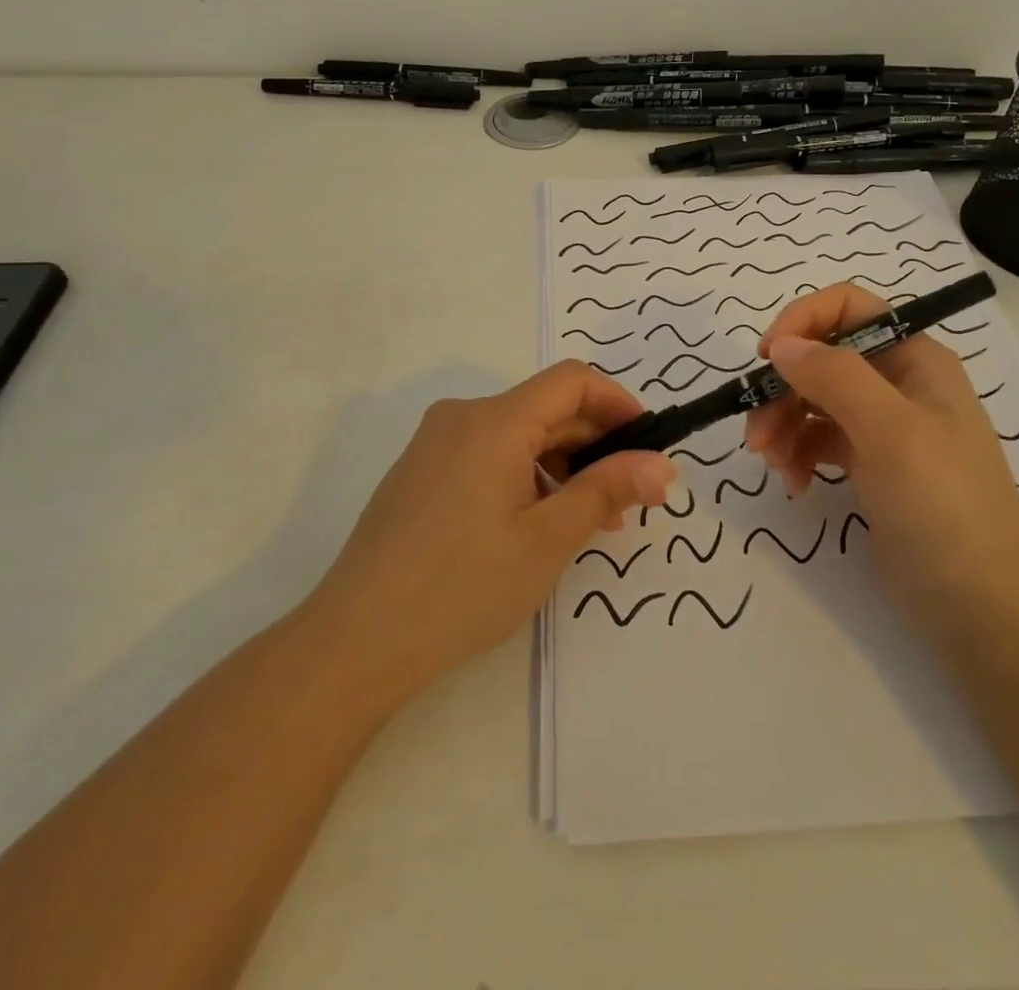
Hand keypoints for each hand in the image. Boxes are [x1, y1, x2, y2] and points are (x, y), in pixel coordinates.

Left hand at [307, 361, 674, 705]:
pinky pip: (489, 454)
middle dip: (595, 444)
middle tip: (629, 499)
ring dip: (562, 465)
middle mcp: (462, 417)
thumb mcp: (548, 539)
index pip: (572, 380)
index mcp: (494, 420)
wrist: (357, 639)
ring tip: (588, 522)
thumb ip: (608, 491)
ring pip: (518, 434)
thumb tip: (662, 465)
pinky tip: (537, 524)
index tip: (648, 444)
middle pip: (545, 407)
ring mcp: (435, 444)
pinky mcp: (421, 472)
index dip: (618, 402)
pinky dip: (526, 476)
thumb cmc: (463, 585)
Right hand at [743, 283, 1018, 605]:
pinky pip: (818, 439)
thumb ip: (835, 377)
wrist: (983, 605)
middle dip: (783, 390)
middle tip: (756, 436)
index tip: (766, 360)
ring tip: (772, 466)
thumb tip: (782, 345)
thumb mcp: (891, 432)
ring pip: (813, 399)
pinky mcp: (869, 464)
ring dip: (783, 425)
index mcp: (914, 359)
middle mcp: (897, 383)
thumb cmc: (944, 506)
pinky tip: (795, 484)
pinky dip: (798, 454)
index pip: (848, 308)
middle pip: (821, 358)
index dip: (802, 322)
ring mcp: (883, 425)